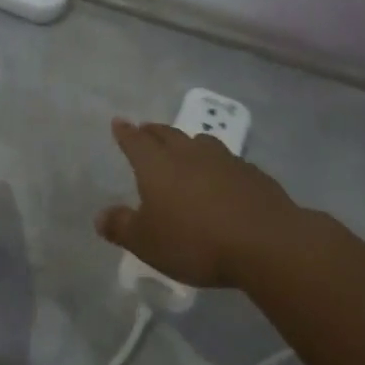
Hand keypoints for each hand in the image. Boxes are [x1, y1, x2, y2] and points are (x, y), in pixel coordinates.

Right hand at [96, 119, 305, 287]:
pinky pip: (226, 160)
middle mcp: (188, 153)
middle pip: (167, 134)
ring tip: (183, 147)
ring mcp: (224, 159)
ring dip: (187, 142)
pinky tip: (220, 176)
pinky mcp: (251, 173)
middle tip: (146, 129)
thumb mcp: (147, 243)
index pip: (135, 142)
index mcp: (157, 165)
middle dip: (153, 132)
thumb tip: (100, 216)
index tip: (119, 122)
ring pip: (199, 141)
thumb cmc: (195, 241)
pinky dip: (215, 163)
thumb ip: (122, 227)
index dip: (125, 132)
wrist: (265, 242)